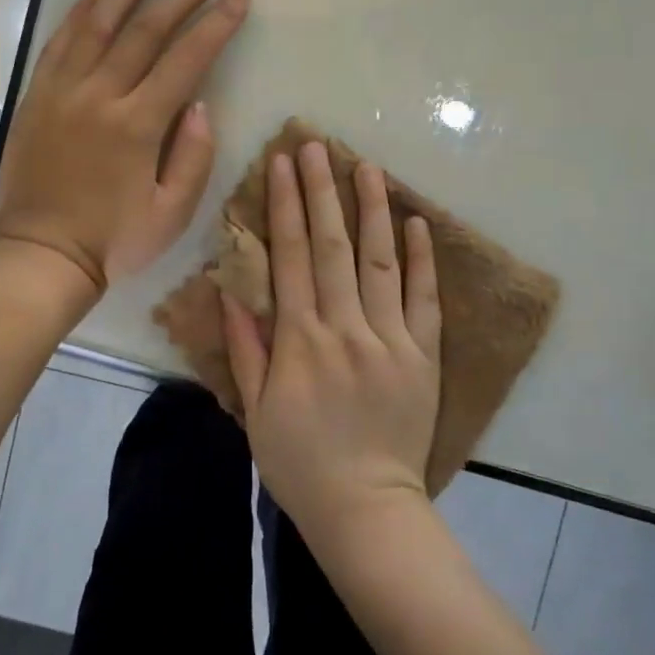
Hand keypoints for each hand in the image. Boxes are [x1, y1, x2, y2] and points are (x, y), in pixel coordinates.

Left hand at [0, 0, 249, 300]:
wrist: (41, 255)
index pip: (186, 60)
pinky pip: (57, 46)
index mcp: (138, 124)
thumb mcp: (172, 214)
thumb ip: (194, 157)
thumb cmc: (113, 241)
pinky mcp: (36, 99)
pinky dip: (75, 17)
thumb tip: (201, 105)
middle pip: (145, 32)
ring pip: (97, 27)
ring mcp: (62, 93)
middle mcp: (99, 96)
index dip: (216, 25)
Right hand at [223, 141, 442, 539]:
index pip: (290, 256)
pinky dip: (421, 259)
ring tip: (366, 165)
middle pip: (332, 246)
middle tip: (317, 145)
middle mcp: (345, 327)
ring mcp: (390, 339)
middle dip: (322, 191)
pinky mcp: (424, 356)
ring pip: (380, 261)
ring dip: (372, 209)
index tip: (282, 163)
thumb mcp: (256, 410)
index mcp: (300, 340)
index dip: (284, 206)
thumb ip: (246, 347)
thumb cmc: (299, 461)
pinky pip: (424, 300)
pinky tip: (416, 221)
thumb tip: (230, 289)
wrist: (365, 508)